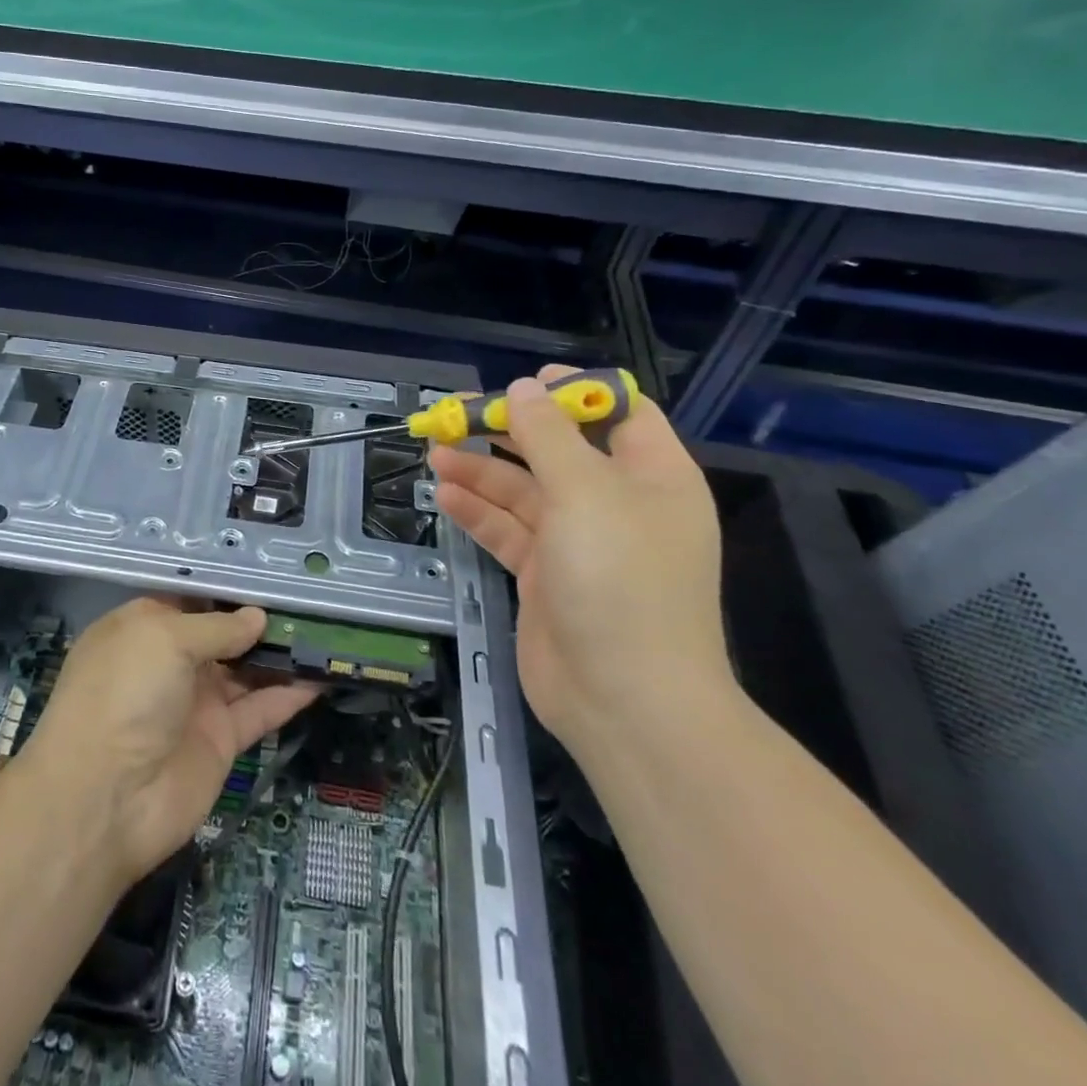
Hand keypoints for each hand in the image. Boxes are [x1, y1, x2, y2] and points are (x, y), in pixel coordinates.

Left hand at [22, 597, 320, 882]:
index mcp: (143, 628)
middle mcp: (169, 662)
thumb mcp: (164, 639)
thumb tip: (256, 616)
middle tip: (310, 601)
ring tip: (326, 631)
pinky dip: (290, 694)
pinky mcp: (220, 740)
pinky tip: (324, 675)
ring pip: (246, 670)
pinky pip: (260, 709)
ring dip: (281, 655)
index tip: (270, 575)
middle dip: (260, 619)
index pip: (190, 599)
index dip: (226, 588)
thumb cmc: (125, 694)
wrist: (105, 799)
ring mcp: (196, 702)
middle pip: (222, 633)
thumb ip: (217, 626)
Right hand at [430, 366, 731, 760]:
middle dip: (508, 430)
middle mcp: (617, 504)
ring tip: (434, 450)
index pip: (621, 414)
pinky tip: (444, 495)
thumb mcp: (585, 493)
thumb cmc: (619, 581)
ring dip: (481, 470)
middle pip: (558, 450)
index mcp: (652, 477)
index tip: (523, 384)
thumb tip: (524, 389)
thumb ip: (549, 436)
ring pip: (524, 491)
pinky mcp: (546, 575)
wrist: (624, 701)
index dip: (575, 392)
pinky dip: (478, 512)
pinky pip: (508, 530)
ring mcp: (579, 542)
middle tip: (456, 413)